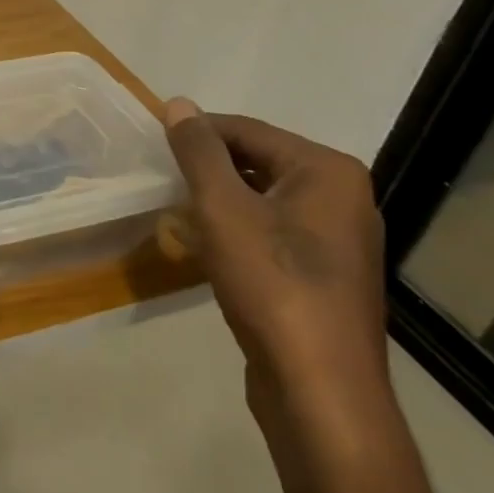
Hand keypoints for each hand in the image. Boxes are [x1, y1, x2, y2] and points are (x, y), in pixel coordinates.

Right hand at [162, 100, 393, 453]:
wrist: (319, 388)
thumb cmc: (272, 285)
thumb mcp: (222, 208)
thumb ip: (198, 152)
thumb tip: (179, 104)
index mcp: (327, 171)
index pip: (247, 130)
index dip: (196, 133)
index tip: (152, 144)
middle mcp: (341, 197)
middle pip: (257, 162)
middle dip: (206, 170)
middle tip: (161, 180)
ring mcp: (337, 239)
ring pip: (261, 199)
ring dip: (217, 202)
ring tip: (175, 212)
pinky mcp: (324, 273)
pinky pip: (271, 232)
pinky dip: (235, 231)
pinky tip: (204, 248)